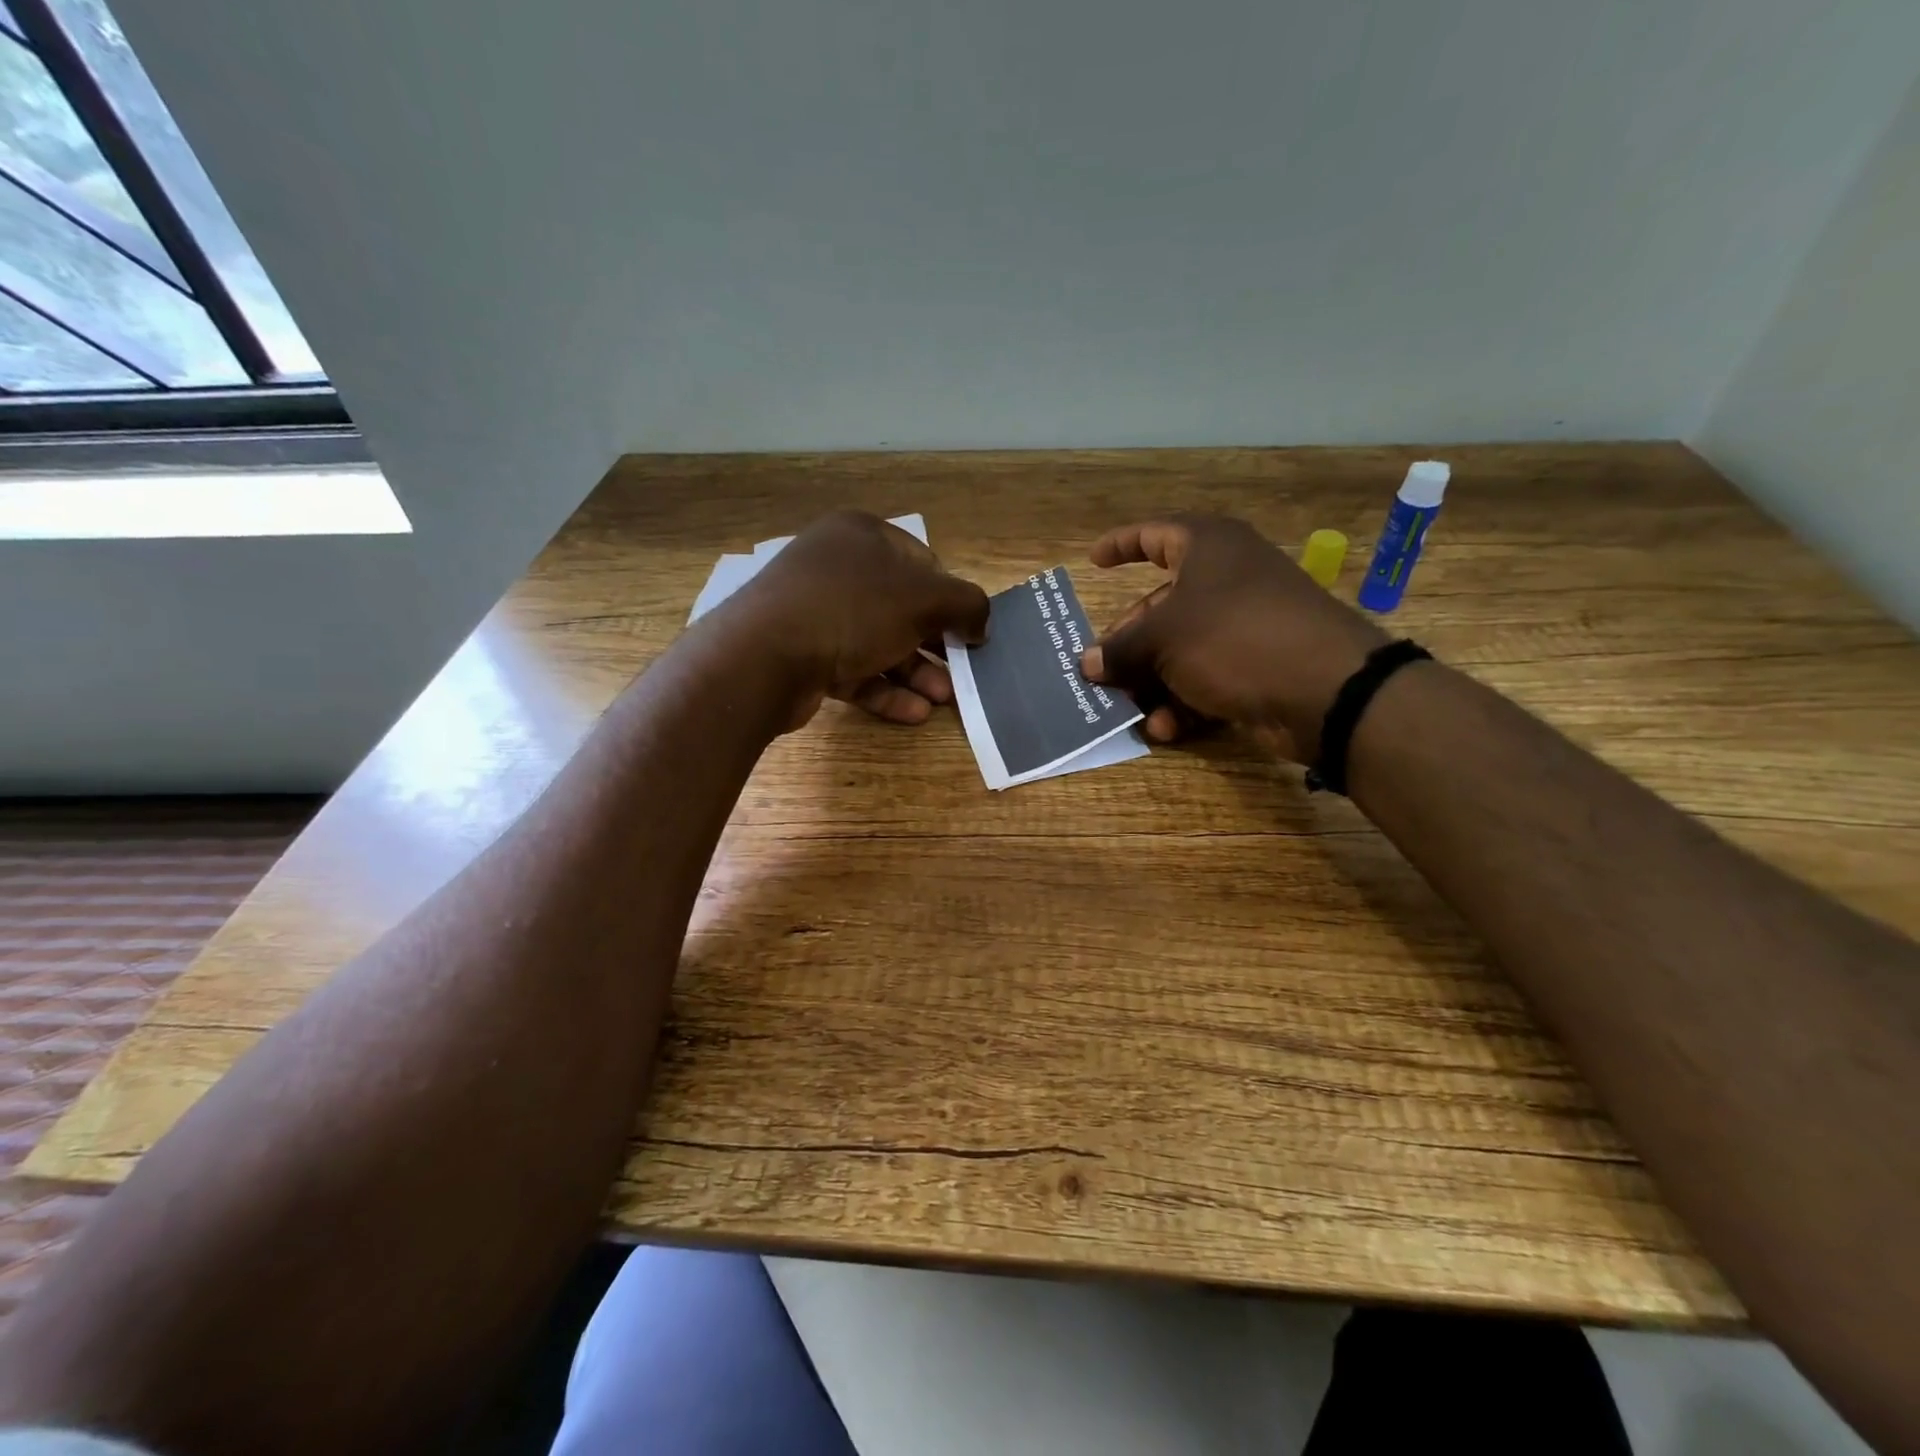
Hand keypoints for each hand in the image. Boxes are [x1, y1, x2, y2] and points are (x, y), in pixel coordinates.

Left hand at [728, 509, 990, 730]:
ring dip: (915, 672)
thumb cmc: (852, 609)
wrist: (764, 656)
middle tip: (960, 673)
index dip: (949, 596)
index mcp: (861, 536)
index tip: (968, 630)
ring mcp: (815, 612)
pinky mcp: (803, 653)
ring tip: (943, 700)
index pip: (921, 561)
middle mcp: (836, 567)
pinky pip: (853, 669)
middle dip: (935, 644)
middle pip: (900, 607)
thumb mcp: (924, 598)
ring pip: (878, 642)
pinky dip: (883, 690)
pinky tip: (914, 713)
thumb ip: (966, 605)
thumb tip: (981, 623)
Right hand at [1079, 514, 1386, 762]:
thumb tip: (1088, 663)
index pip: (1154, 535)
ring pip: (1180, 650)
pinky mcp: (1256, 666)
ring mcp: (1243, 625)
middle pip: (1160, 607)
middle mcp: (1226, 580)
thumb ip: (1120, 648)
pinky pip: (1206, 678)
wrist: (1325, 689)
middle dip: (1127, 644)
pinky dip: (1183, 702)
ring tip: (1128, 709)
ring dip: (1150, 683)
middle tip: (1099, 670)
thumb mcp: (1163, 638)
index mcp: (1207, 548)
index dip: (1121, 544)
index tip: (1094, 560)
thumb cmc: (1232, 638)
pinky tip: (1164, 728)